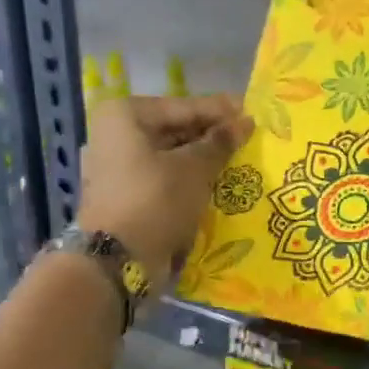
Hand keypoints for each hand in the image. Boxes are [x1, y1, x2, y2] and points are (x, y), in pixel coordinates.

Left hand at [79, 95, 253, 285]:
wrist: (119, 262)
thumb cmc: (156, 201)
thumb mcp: (194, 169)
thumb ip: (220, 143)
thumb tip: (244, 122)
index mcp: (125, 115)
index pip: (184, 107)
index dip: (221, 111)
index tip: (253, 111)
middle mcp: (116, 135)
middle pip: (175, 130)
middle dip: (212, 138)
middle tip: (250, 140)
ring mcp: (118, 168)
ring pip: (171, 157)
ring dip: (203, 162)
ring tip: (240, 163)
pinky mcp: (126, 196)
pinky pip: (164, 180)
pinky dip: (189, 182)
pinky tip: (218, 186)